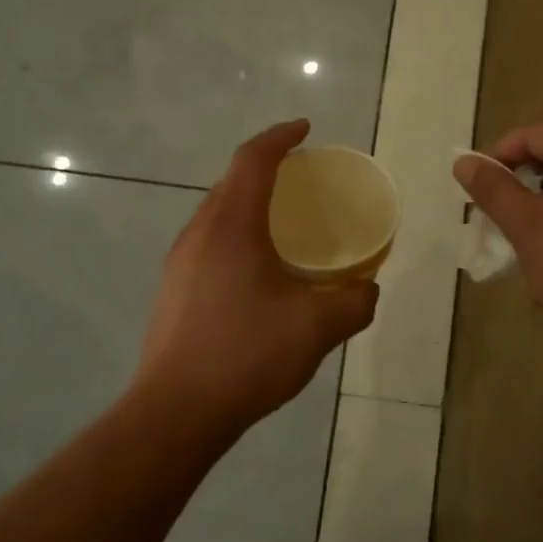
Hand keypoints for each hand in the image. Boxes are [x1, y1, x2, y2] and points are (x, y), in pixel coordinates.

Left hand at [135, 121, 378, 437]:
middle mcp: (200, 232)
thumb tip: (368, 288)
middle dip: (267, 168)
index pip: (253, 159)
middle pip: (231, 181)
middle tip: (302, 179)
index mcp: (232, 225)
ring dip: (250, 203)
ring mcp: (181, 261)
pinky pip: (210, 241)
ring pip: (218, 212)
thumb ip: (355, 301)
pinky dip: (238, 233)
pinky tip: (260, 270)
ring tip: (285, 223)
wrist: (176, 412)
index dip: (281, 137)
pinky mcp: (174, 288)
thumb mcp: (317, 327)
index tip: (306, 129)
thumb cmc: (247, 355)